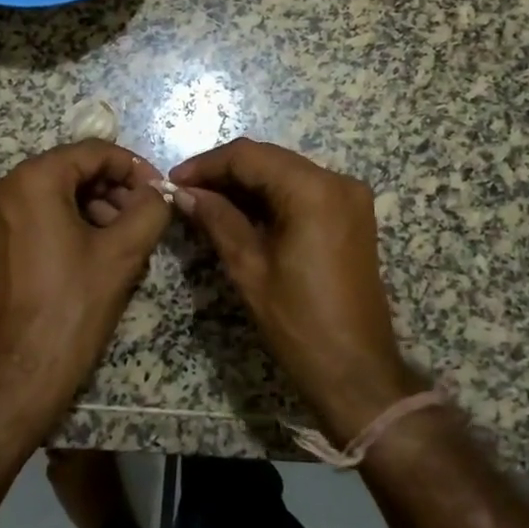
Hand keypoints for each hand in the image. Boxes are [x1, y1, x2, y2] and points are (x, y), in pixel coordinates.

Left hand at [0, 140, 172, 431]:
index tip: (159, 192)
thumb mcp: (123, 253)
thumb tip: (159, 192)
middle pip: (71, 170)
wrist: (18, 375)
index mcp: (31, 181)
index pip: (93, 152)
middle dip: (113, 189)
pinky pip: (36, 215)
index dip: (133, 167)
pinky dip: (68, 222)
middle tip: (144, 217)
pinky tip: (94, 251)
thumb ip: (150, 209)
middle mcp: (3, 189)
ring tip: (124, 238)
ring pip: (54, 193)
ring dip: (94, 207)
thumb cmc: (72, 307)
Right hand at [170, 137, 426, 442]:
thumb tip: (185, 193)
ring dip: (246, 184)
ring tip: (205, 203)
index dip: (206, 165)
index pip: (249, 156)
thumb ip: (217, 219)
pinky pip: (303, 191)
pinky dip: (270, 197)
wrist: (356, 370)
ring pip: (285, 173)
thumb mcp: (249, 268)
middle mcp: (337, 181)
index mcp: (313, 190)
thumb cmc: (299, 322)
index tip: (173, 181)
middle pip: (269, 159)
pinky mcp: (351, 216)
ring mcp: (349, 197)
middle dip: (224, 173)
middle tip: (185, 193)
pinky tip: (239, 213)